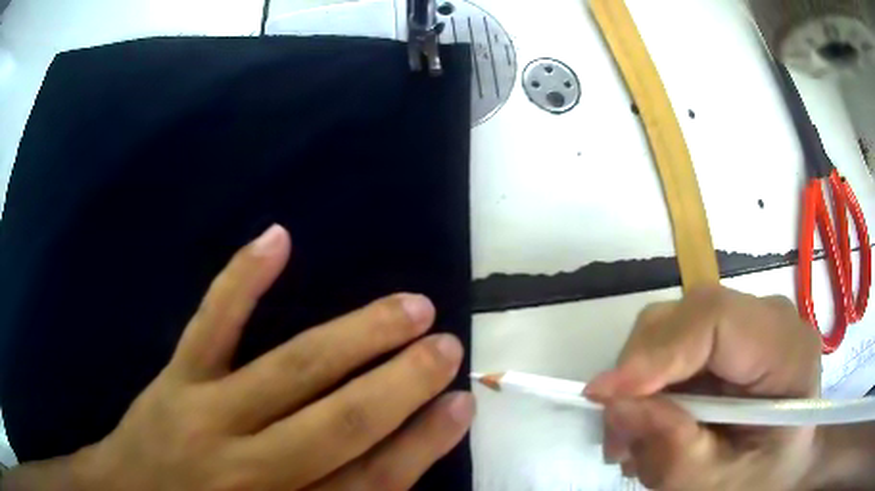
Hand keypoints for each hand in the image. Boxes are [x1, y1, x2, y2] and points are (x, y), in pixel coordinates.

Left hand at [51, 225, 472, 490]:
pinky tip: (278, 237)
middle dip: (403, 384)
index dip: (423, 444)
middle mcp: (250, 469)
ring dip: (357, 335)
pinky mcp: (176, 378)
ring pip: (291, 371)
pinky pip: (211, 324)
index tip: (462, 405)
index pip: (371, 482)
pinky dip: (242, 279)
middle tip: (447, 346)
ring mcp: (206, 414)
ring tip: (409, 305)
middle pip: (339, 424)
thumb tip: (397, 459)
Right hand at [585, 286, 821, 490]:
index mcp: (786, 352)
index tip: (603, 397)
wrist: (785, 467)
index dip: (656, 352)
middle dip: (640, 374)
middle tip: (617, 438)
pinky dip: (652, 384)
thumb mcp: (717, 485)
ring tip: (632, 440)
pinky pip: (677, 345)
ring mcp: (749, 323)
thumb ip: (672, 453)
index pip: (715, 319)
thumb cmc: (762, 480)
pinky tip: (653, 424)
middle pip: (688, 317)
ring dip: (640, 383)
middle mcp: (769, 321)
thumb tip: (615, 405)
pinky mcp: (731, 337)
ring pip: (674, 328)